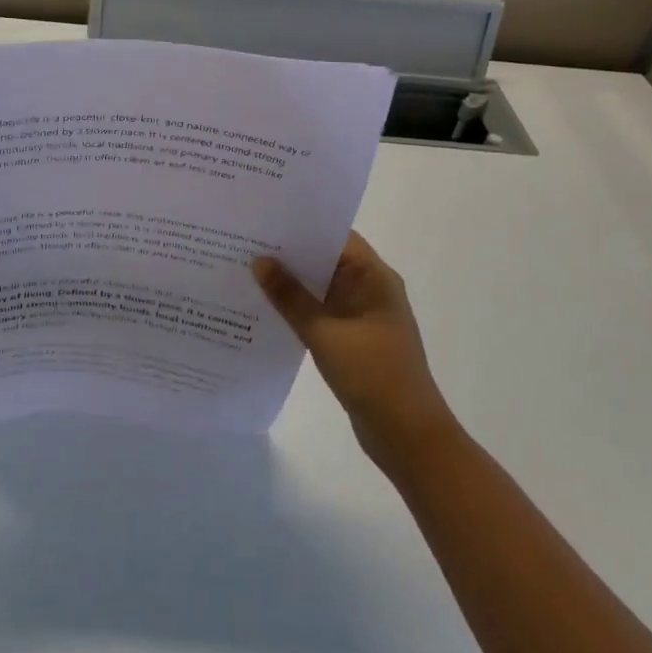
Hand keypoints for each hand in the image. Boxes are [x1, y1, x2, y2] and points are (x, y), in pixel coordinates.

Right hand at [254, 233, 458, 472]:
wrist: (406, 434)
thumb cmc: (372, 374)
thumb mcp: (324, 332)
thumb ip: (290, 297)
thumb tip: (260, 261)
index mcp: (374, 278)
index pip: (336, 237)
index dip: (302, 226)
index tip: (264, 218)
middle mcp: (371, 289)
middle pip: (326, 260)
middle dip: (289, 252)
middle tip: (244, 241)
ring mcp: (362, 315)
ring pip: (321, 288)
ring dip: (290, 282)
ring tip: (246, 269)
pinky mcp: (353, 339)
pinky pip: (320, 312)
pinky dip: (297, 308)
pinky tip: (264, 308)